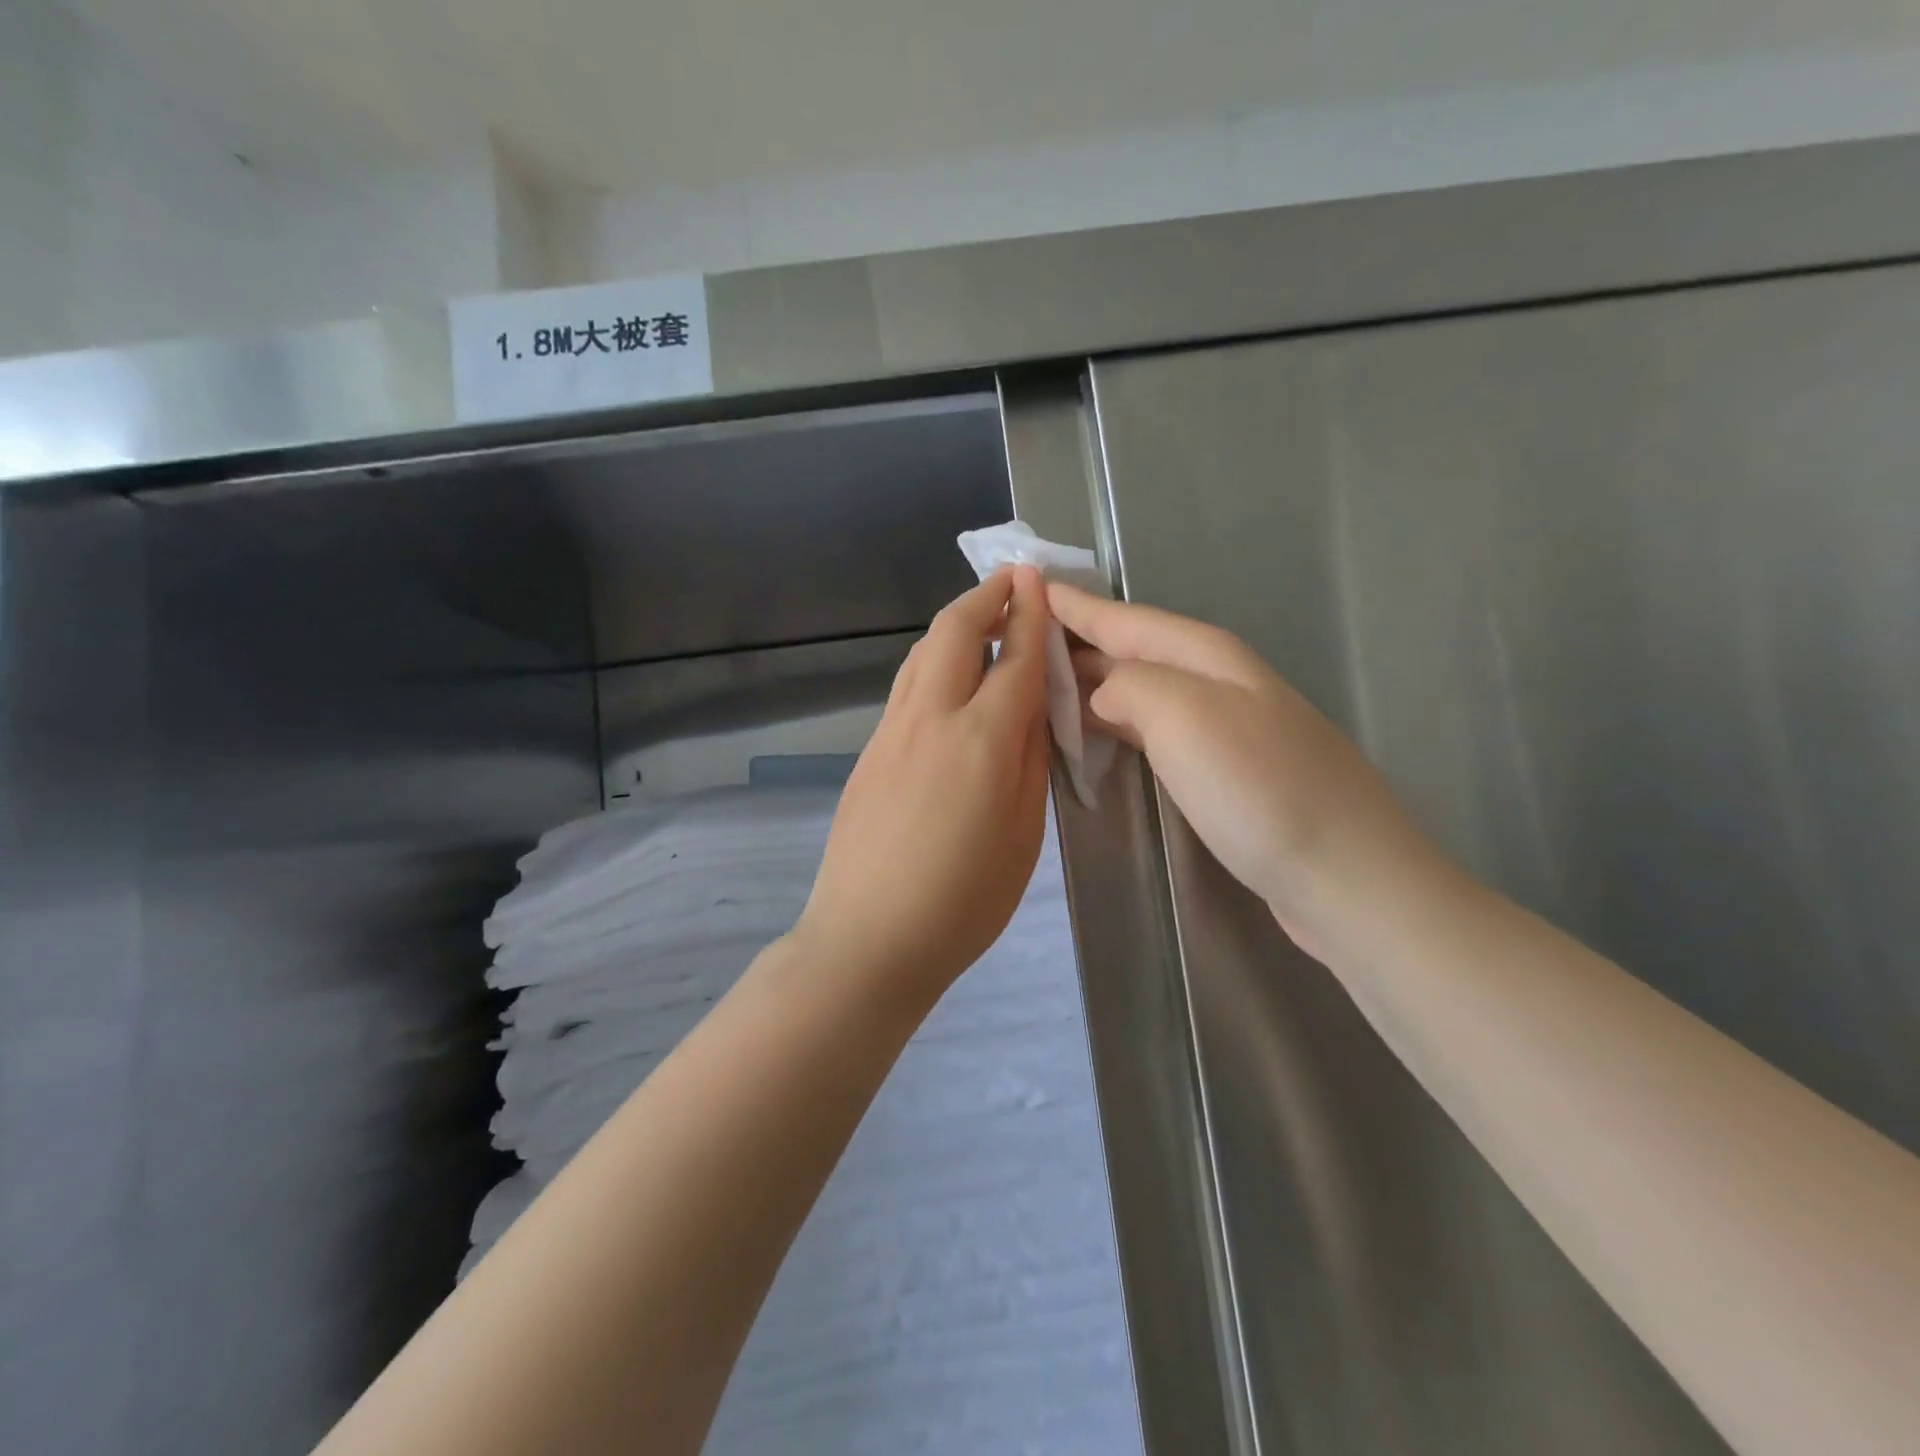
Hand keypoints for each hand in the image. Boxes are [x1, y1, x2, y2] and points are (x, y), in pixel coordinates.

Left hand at [796, 568, 1051, 1003]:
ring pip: (919, 655)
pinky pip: (904, 689)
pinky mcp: (867, 753)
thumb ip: (1030, 761)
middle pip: (952, 633)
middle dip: (984, 598)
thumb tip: (1031, 707)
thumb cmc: (964, 901)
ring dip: (952, 627)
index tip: (1036, 578)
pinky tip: (946, 681)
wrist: (869, 939)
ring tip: (979, 621)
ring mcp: (889, 733)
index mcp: (981, 741)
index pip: (1013, 658)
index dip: (1029, 614)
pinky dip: (930, 664)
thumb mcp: (1023, 835)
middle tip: (1010, 582)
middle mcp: (930, 719)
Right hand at [1047, 583, 1442, 944]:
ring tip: (1043, 686)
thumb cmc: (1260, 789)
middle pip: (1133, 650)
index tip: (1026, 586)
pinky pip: (1153, 730)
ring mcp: (1225, 727)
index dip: (1074, 606)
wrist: (1348, 877)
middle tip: (1018, 641)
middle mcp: (1216, 681)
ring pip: (1142, 689)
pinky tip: (1096, 737)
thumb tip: (1101, 692)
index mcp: (1205, 656)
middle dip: (1077, 642)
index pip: (1123, 619)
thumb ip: (1129, 686)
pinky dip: (1116, 725)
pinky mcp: (1226, 772)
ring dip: (1093, 684)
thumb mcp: (1185, 717)